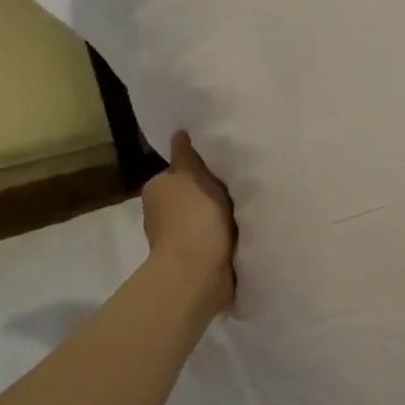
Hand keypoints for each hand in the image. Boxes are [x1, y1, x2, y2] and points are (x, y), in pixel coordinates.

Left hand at [141, 132, 235, 312]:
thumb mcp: (194, 176)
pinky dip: (224, 239)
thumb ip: (188, 156)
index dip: (202, 170)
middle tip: (241, 189)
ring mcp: (176, 240)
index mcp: (156, 189)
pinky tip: (244, 234)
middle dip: (211, 196)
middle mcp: (160, 214)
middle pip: (192, 196)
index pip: (180, 172)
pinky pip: (213, 241)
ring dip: (220, 219)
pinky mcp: (194, 261)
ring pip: (203, 220)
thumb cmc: (195, 217)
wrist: (198, 271)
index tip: (225, 170)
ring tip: (248, 212)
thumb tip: (178, 133)